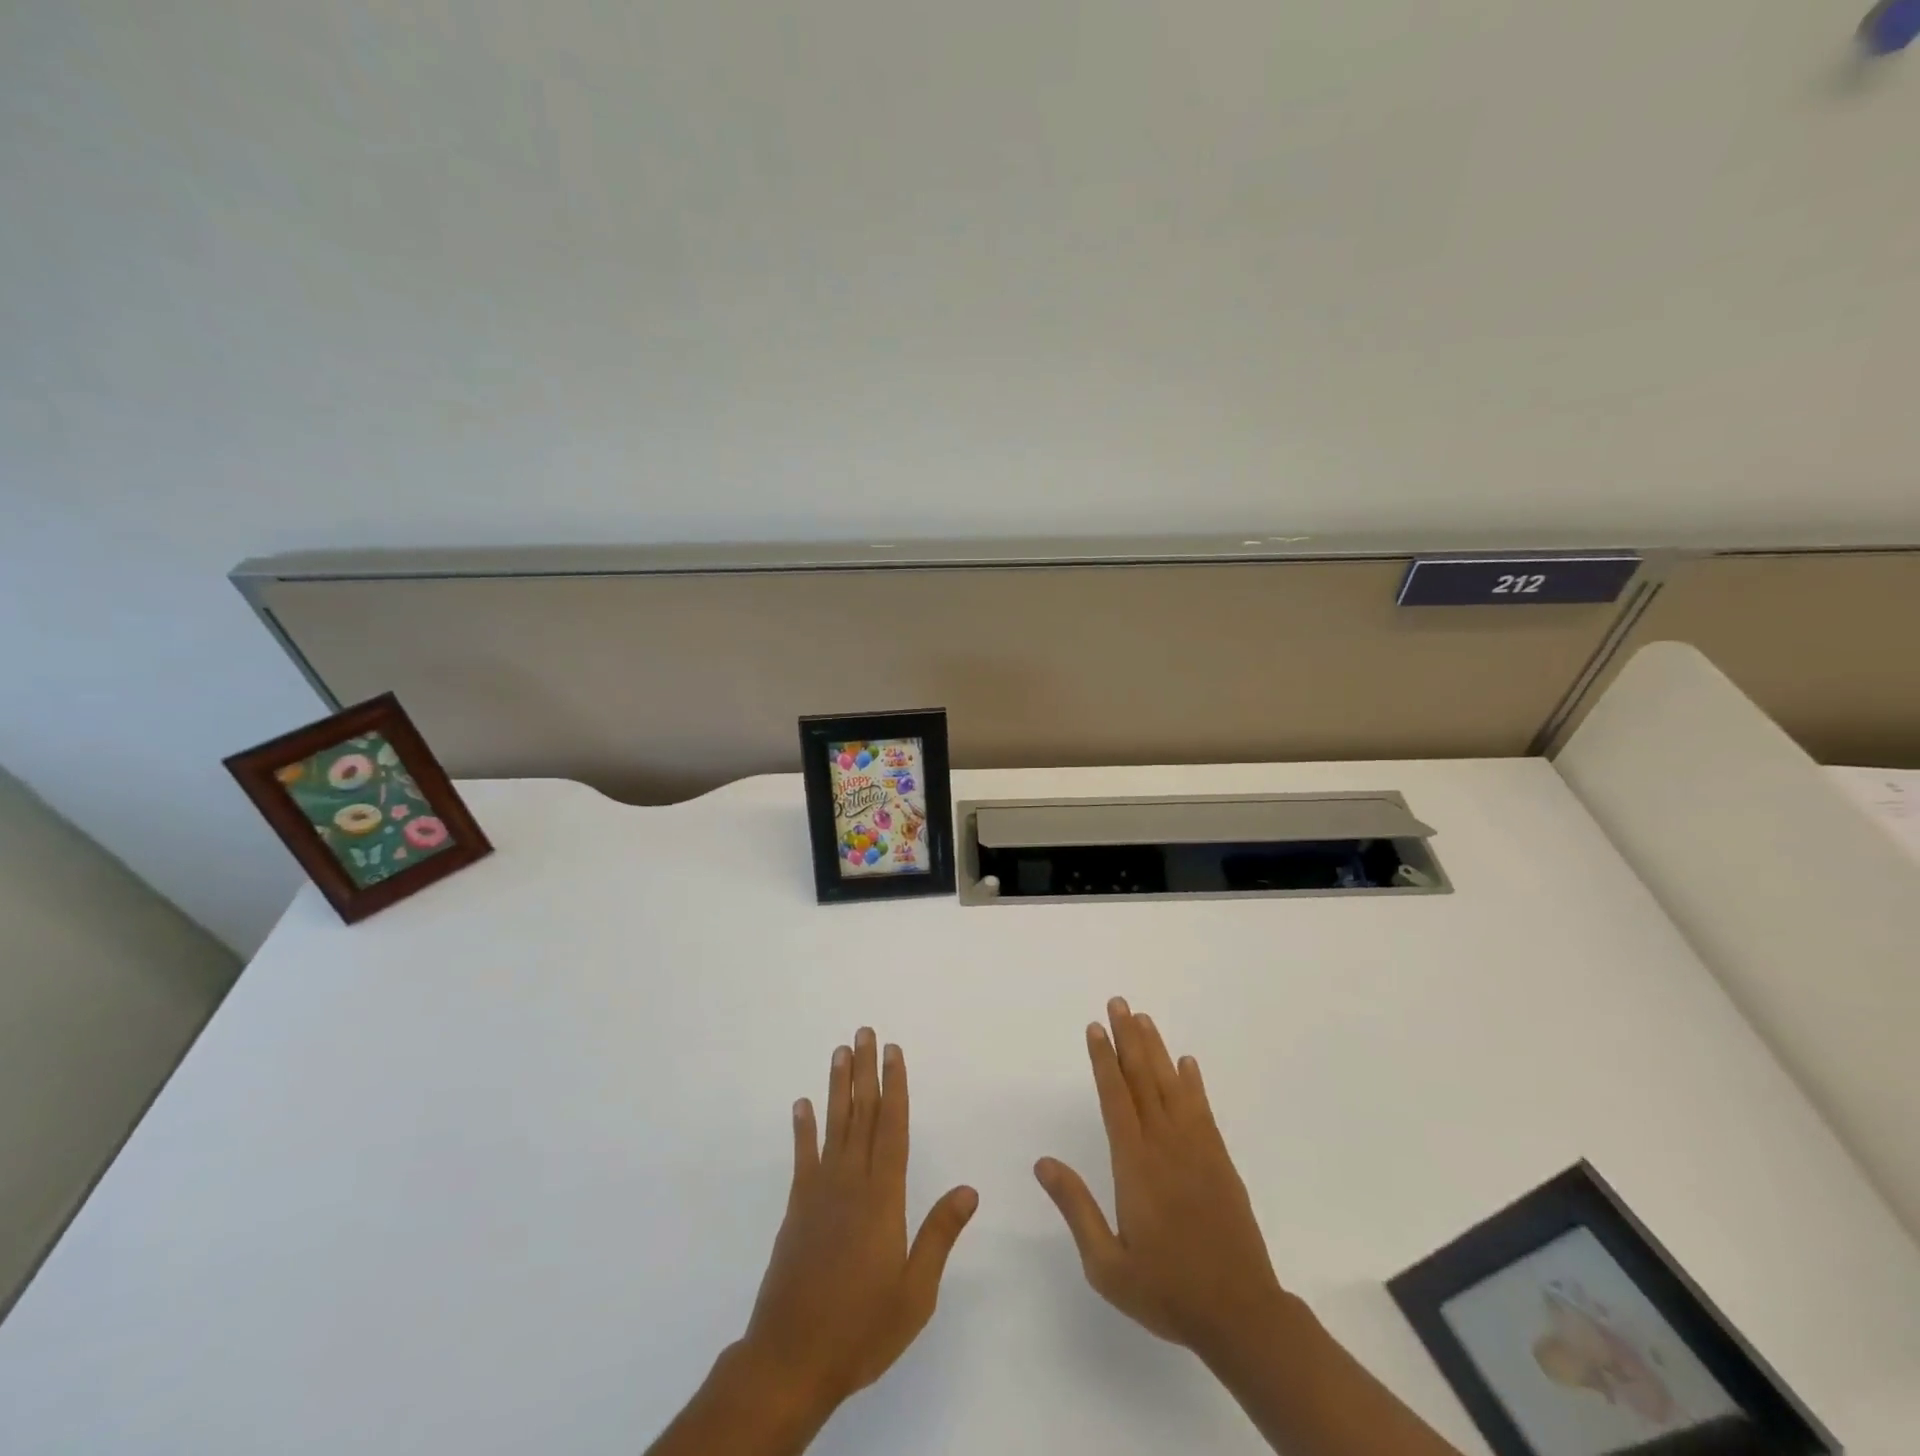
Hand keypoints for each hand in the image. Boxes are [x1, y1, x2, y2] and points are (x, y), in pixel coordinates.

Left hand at [741, 1028, 979, 1417]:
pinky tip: (802, 1103)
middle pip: (862, 1115)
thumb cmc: (862, 1328)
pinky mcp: (797, 1208)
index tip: (895, 1053)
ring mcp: (819, 1192)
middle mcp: (851, 1183)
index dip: (895, 1087)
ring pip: (833, 1125)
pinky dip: (803, 1128)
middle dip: (866, 1071)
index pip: (892, 1128)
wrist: (791, 1360)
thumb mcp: (915, 1293)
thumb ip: (939, 1235)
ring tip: (840, 1051)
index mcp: (883, 1198)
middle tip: (865, 1032)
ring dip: (838, 1086)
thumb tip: (970, 1189)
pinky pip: (802, 1157)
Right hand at [1035, 998, 1290, 1363]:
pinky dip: (1193, 1083)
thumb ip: (1076, 1208)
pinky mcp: (1220, 1161)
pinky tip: (1187, 1063)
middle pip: (1143, 1080)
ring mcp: (1197, 1150)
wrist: (1241, 1314)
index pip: (1115, 1098)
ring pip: (1172, 1086)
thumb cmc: (1167, 1290)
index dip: (1103, 1060)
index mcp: (1135, 1165)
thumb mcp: (1107, 1265)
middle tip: (1118, 1003)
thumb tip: (1043, 1163)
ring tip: (1144, 1018)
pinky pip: (1202, 1110)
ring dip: (1156, 1049)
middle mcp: (1165, 1145)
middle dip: (1128, 1038)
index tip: (1095, 1028)